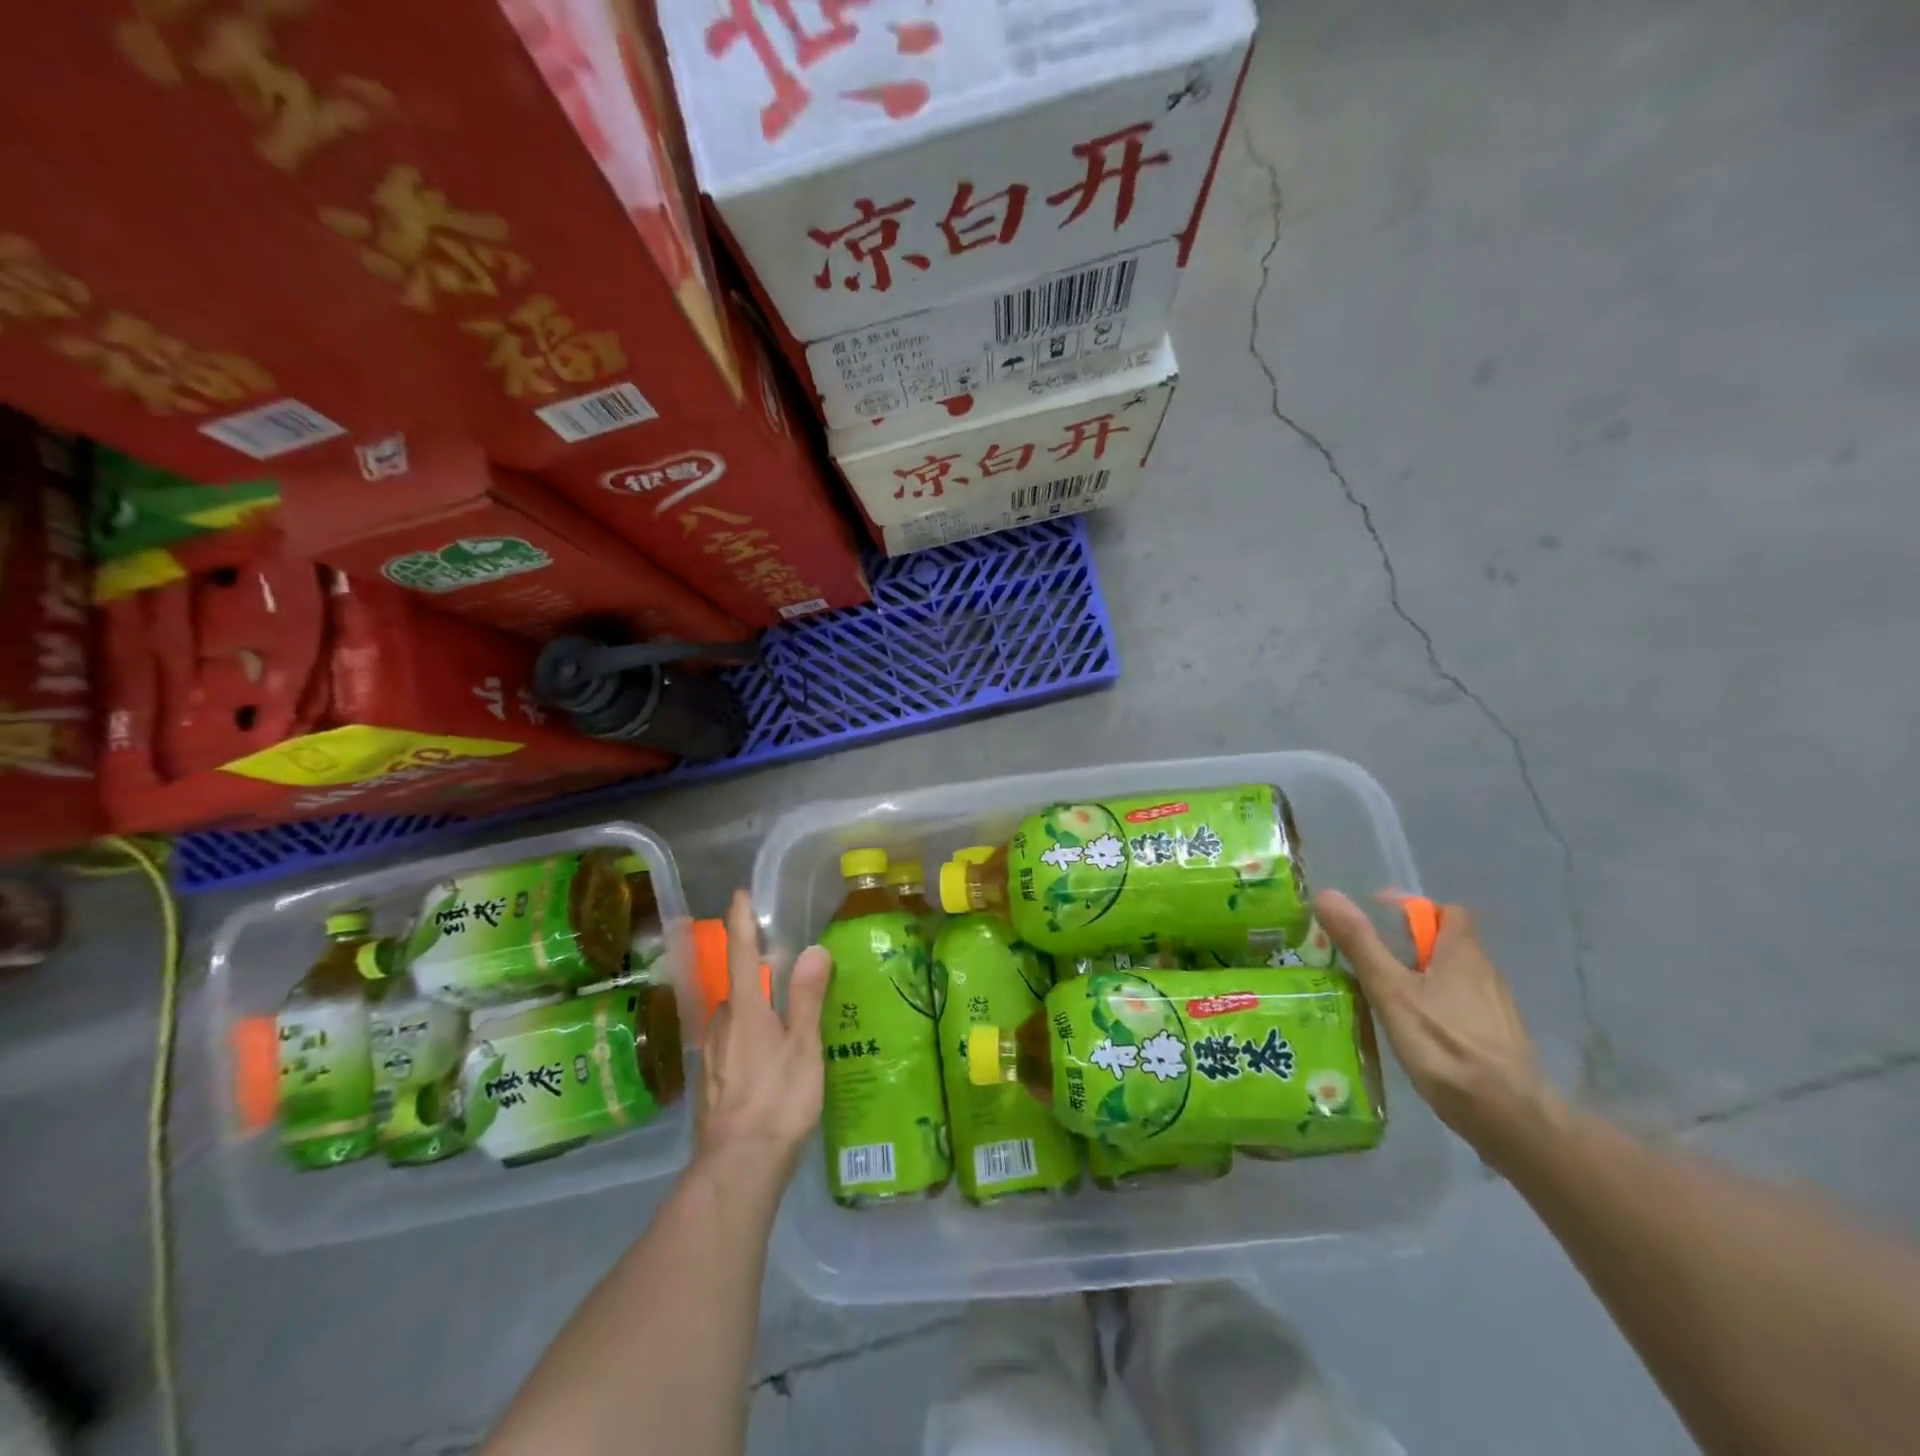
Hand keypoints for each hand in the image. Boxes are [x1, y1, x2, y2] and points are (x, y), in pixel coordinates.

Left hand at [694, 890, 829, 1182]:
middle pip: (736, 990)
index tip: (738, 895)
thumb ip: (807, 996)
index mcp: (744, 1010)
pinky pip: (728, 1047)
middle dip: (754, 979)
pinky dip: (745, 1042)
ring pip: (732, 1021)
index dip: (741, 922)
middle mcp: (720, 1025)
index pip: (740, 953)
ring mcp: (709, 1056)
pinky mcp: (709, 1084)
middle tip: (783, 979)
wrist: (738, 1165)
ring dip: (751, 1014)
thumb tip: (813, 949)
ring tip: (780, 1025)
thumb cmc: (778, 1097)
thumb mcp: (803, 1045)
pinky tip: (764, 1063)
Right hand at [1315, 889, 1555, 1153]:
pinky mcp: (1499, 1041)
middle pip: (1448, 945)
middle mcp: (1486, 973)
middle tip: (1370, 963)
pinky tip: (1416, 1032)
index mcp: (1463, 953)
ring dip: (1422, 979)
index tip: (1378, 922)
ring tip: (1385, 998)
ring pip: (1455, 979)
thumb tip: (1327, 894)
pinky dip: (1438, 1009)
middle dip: (1410, 947)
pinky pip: (1463, 1009)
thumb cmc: (1445, 1045)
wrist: (1509, 1118)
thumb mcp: (1390, 990)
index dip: (1414, 910)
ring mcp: (1497, 1010)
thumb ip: (1360, 943)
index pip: (1447, 912)